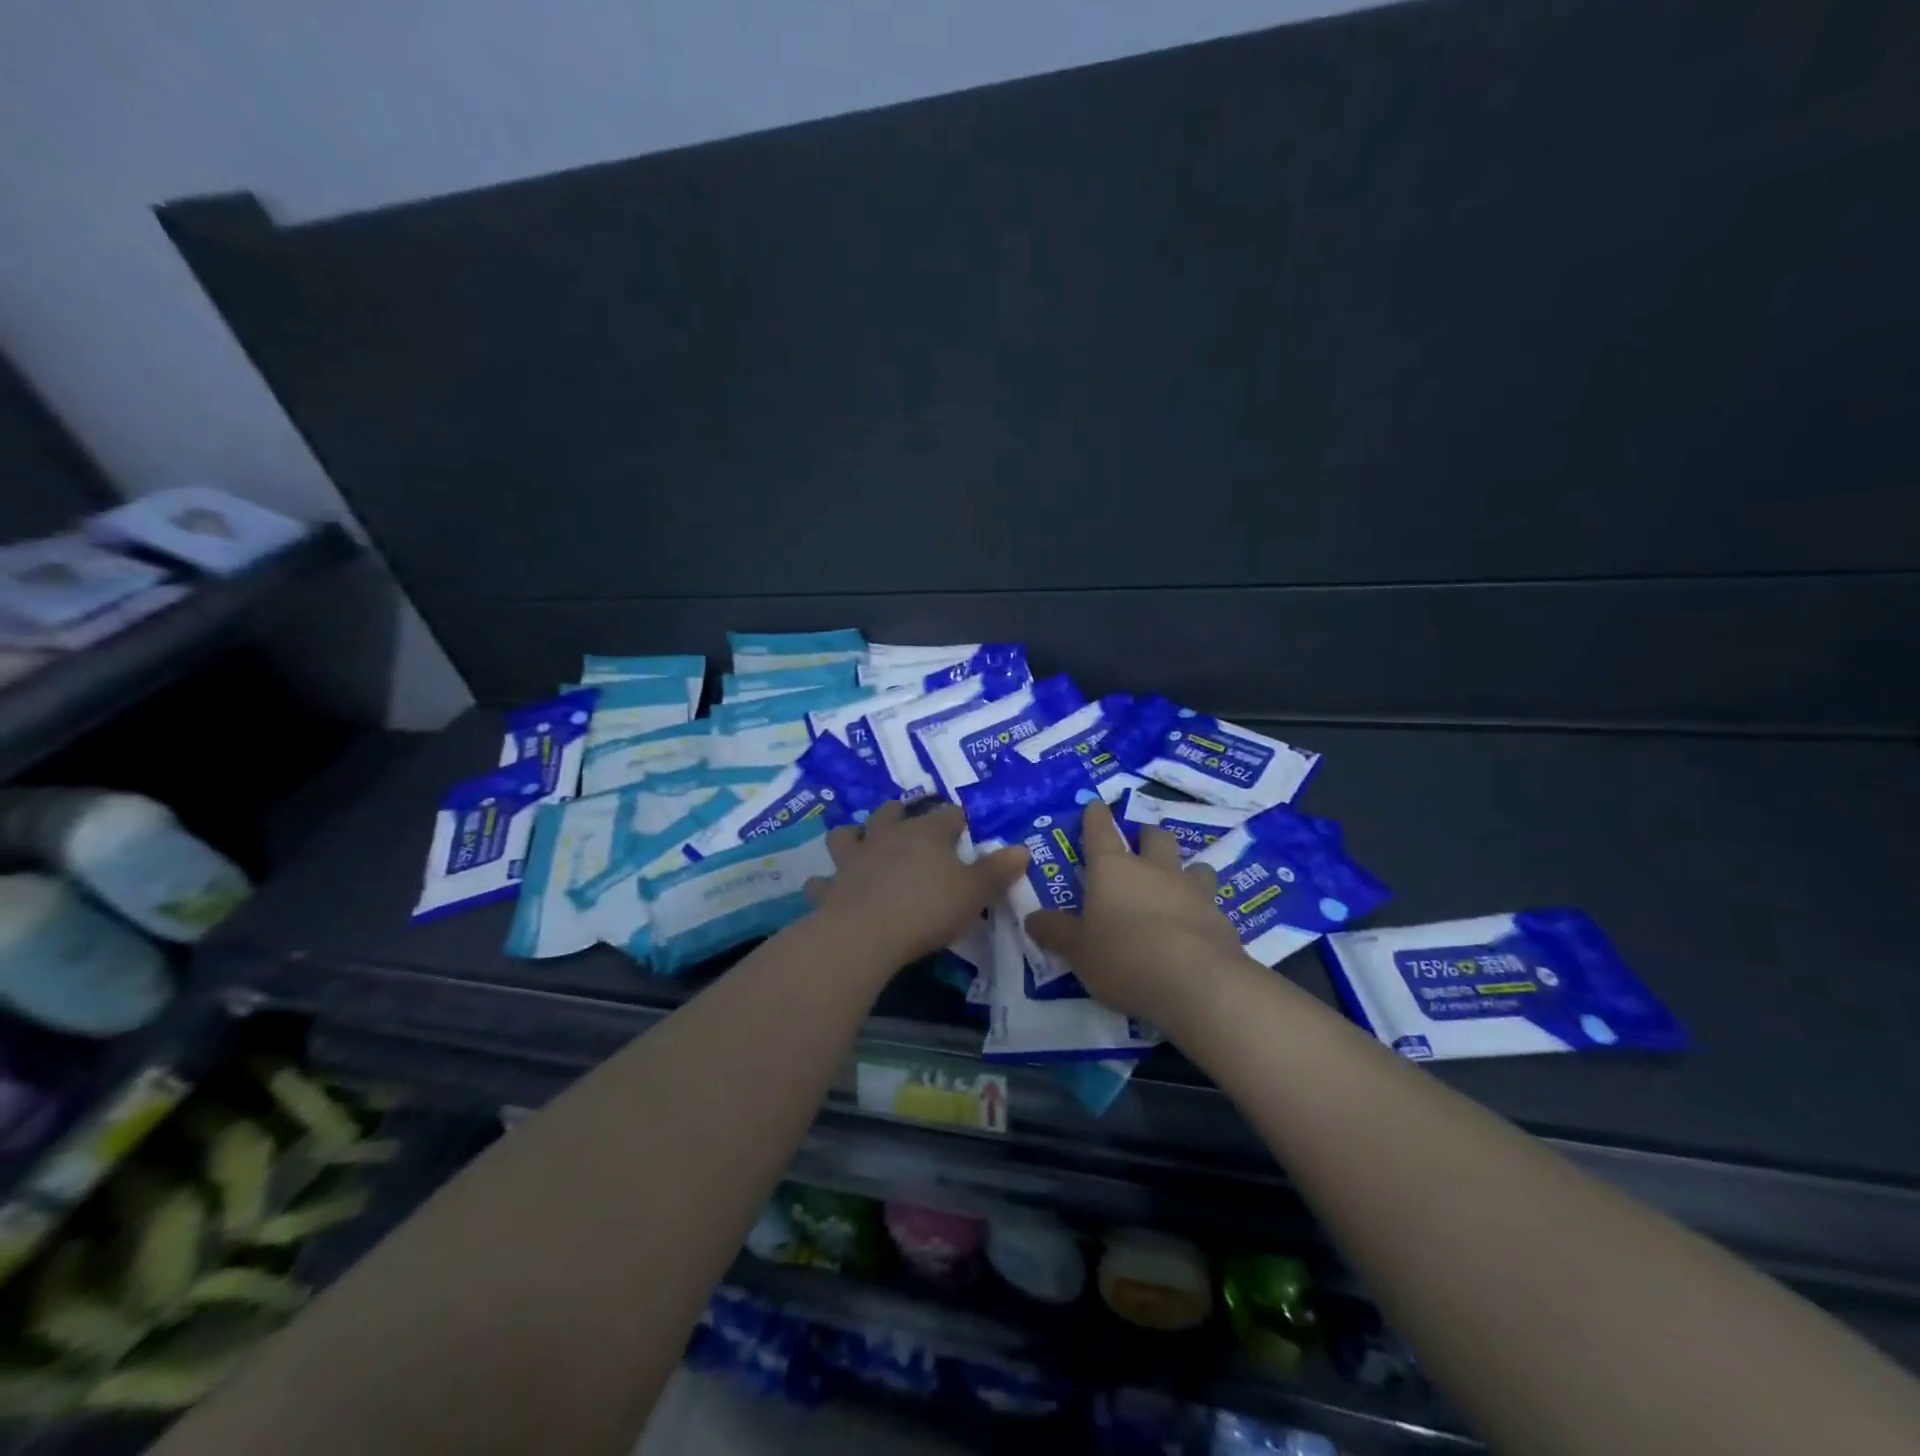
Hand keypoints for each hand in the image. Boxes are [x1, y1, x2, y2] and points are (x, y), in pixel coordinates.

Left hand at [804, 802, 1029, 965]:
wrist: (865, 934)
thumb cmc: (927, 908)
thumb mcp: (974, 892)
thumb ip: (997, 871)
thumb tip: (1022, 849)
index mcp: (926, 833)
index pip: (948, 815)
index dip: (958, 820)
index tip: (965, 826)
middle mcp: (887, 837)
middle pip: (891, 813)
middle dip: (898, 813)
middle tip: (906, 821)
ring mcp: (853, 860)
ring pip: (847, 835)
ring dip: (852, 837)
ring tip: (858, 843)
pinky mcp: (830, 888)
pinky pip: (821, 882)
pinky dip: (824, 884)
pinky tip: (826, 890)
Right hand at [1024, 799, 1243, 1025]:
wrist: (1196, 983)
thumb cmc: (1124, 958)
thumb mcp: (1078, 951)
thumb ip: (1056, 932)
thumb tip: (1032, 918)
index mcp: (1113, 869)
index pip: (1100, 830)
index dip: (1095, 816)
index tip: (1095, 805)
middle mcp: (1154, 870)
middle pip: (1154, 837)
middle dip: (1147, 836)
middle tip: (1140, 847)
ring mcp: (1192, 891)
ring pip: (1193, 865)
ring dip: (1184, 870)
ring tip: (1177, 886)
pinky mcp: (1220, 918)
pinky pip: (1210, 903)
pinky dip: (1201, 909)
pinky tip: (1196, 929)